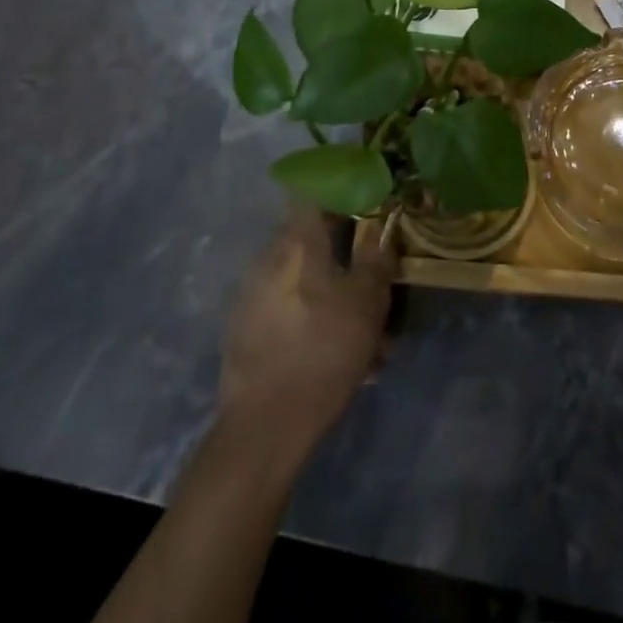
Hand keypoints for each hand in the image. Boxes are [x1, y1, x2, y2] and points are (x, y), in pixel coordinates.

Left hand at [219, 213, 395, 450]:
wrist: (264, 426)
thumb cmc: (323, 352)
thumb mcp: (367, 304)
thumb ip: (375, 259)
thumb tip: (379, 228)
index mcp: (297, 244)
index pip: (315, 196)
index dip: (341, 197)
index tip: (365, 210)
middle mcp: (269, 259)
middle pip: (310, 241)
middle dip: (343, 258)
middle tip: (370, 285)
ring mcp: (251, 294)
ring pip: (301, 281)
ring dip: (331, 296)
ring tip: (362, 337)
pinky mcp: (243, 330)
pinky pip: (285, 309)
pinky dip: (310, 321)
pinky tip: (333, 354)